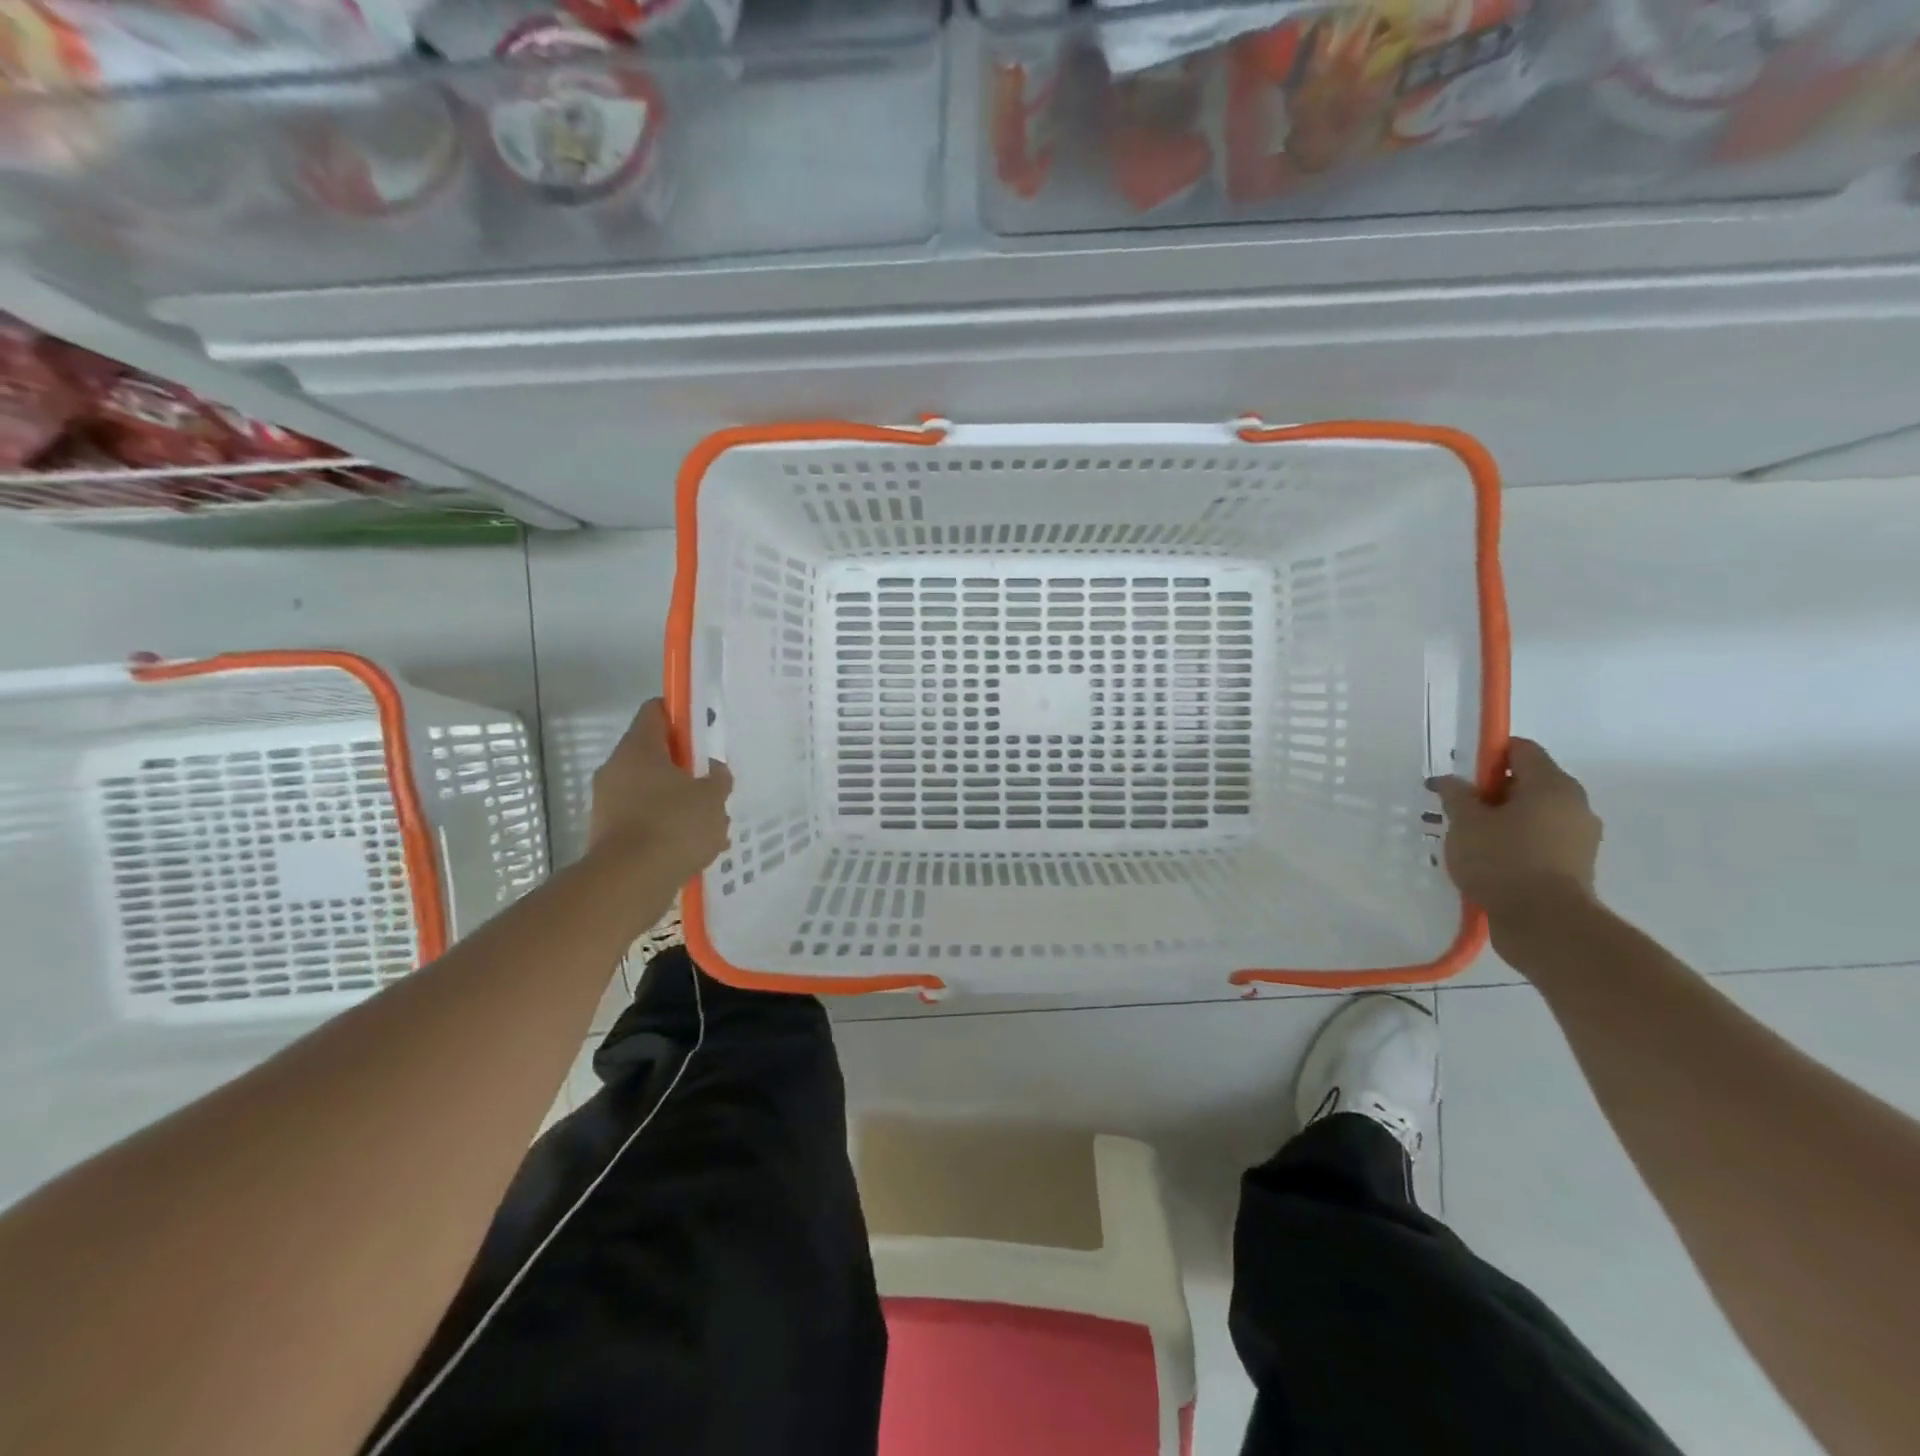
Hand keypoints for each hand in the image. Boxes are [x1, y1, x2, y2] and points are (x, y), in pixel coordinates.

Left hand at [587, 699, 732, 885]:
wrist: (629, 883)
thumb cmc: (674, 826)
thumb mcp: (712, 798)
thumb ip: (718, 778)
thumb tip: (713, 769)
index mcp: (639, 748)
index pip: (656, 711)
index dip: (681, 715)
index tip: (704, 730)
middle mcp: (616, 769)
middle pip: (654, 753)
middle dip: (685, 768)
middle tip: (712, 783)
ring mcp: (608, 802)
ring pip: (651, 790)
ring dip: (678, 801)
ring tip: (709, 824)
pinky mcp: (608, 833)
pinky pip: (644, 819)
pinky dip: (665, 827)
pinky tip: (692, 847)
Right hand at [1429, 738, 1601, 924]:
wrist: (1545, 924)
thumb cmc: (1502, 861)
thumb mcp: (1466, 823)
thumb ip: (1456, 795)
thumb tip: (1450, 781)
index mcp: (1551, 785)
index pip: (1521, 749)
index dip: (1488, 755)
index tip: (1461, 776)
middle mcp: (1574, 803)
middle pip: (1528, 781)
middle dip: (1492, 791)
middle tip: (1459, 810)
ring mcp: (1580, 836)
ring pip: (1534, 813)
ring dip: (1504, 819)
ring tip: (1470, 840)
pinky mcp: (1576, 864)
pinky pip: (1541, 839)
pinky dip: (1517, 842)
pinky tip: (1490, 861)